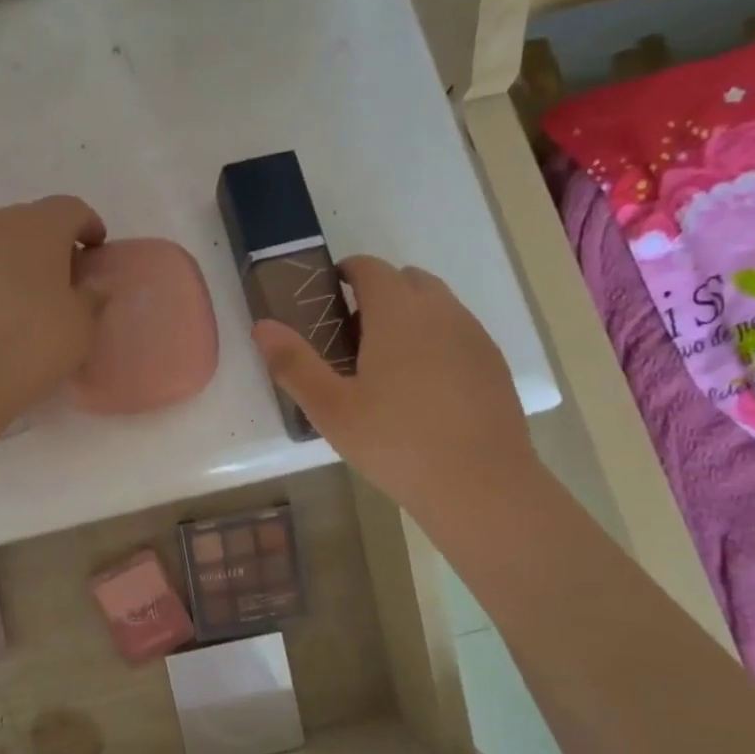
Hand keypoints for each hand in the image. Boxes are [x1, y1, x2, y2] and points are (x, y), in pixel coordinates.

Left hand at [0, 195, 107, 429]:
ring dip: (16, 260)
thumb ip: (91, 297)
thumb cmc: (28, 347)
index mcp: (37, 226)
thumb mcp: (80, 328)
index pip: (71, 209)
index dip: (88, 226)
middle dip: (51, 243)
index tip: (96, 251)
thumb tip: (91, 283)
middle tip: (64, 278)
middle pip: (30, 221)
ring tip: (27, 298)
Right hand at [253, 256, 535, 519]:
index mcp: (397, 313)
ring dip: (410, 314)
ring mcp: (474, 336)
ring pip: (438, 304)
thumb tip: (261, 325)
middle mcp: (441, 311)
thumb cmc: (395, 443)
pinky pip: (459, 332)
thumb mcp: (331, 409)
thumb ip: (294, 364)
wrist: (480, 485)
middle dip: (379, 291)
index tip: (328, 294)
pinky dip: (437, 339)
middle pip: (408, 279)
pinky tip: (424, 387)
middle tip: (352, 334)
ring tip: (387, 362)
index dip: (347, 272)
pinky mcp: (493, 363)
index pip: (371, 268)